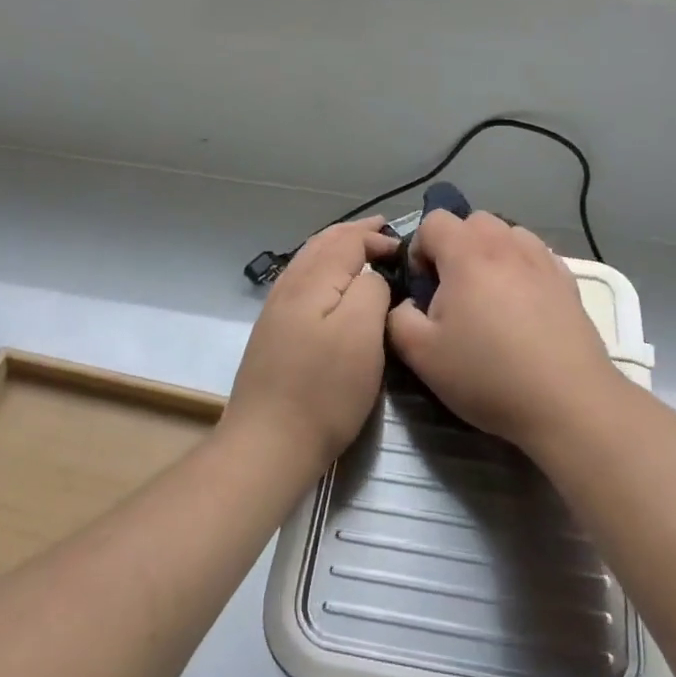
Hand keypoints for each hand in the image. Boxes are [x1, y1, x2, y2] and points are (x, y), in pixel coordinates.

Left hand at [224, 218, 397, 475]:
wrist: (268, 443)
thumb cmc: (324, 389)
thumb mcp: (362, 332)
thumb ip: (371, 289)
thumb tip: (372, 275)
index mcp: (312, 279)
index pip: (347, 239)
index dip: (377, 237)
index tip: (406, 249)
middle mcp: (289, 285)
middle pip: (324, 243)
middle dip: (355, 234)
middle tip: (384, 233)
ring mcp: (276, 310)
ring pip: (310, 261)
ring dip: (338, 249)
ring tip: (363, 251)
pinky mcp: (274, 333)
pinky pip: (303, 283)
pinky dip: (325, 271)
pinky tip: (335, 288)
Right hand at [386, 211, 621, 452]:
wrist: (566, 401)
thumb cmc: (488, 374)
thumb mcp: (421, 354)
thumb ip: (397, 318)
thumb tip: (406, 304)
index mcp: (467, 253)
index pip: (433, 221)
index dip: (419, 250)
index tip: (424, 288)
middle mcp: (506, 244)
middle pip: (473, 221)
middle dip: (456, 247)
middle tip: (454, 292)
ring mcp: (542, 260)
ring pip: (508, 235)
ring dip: (491, 254)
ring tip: (490, 297)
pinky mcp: (568, 281)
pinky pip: (536, 257)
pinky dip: (522, 268)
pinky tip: (523, 307)